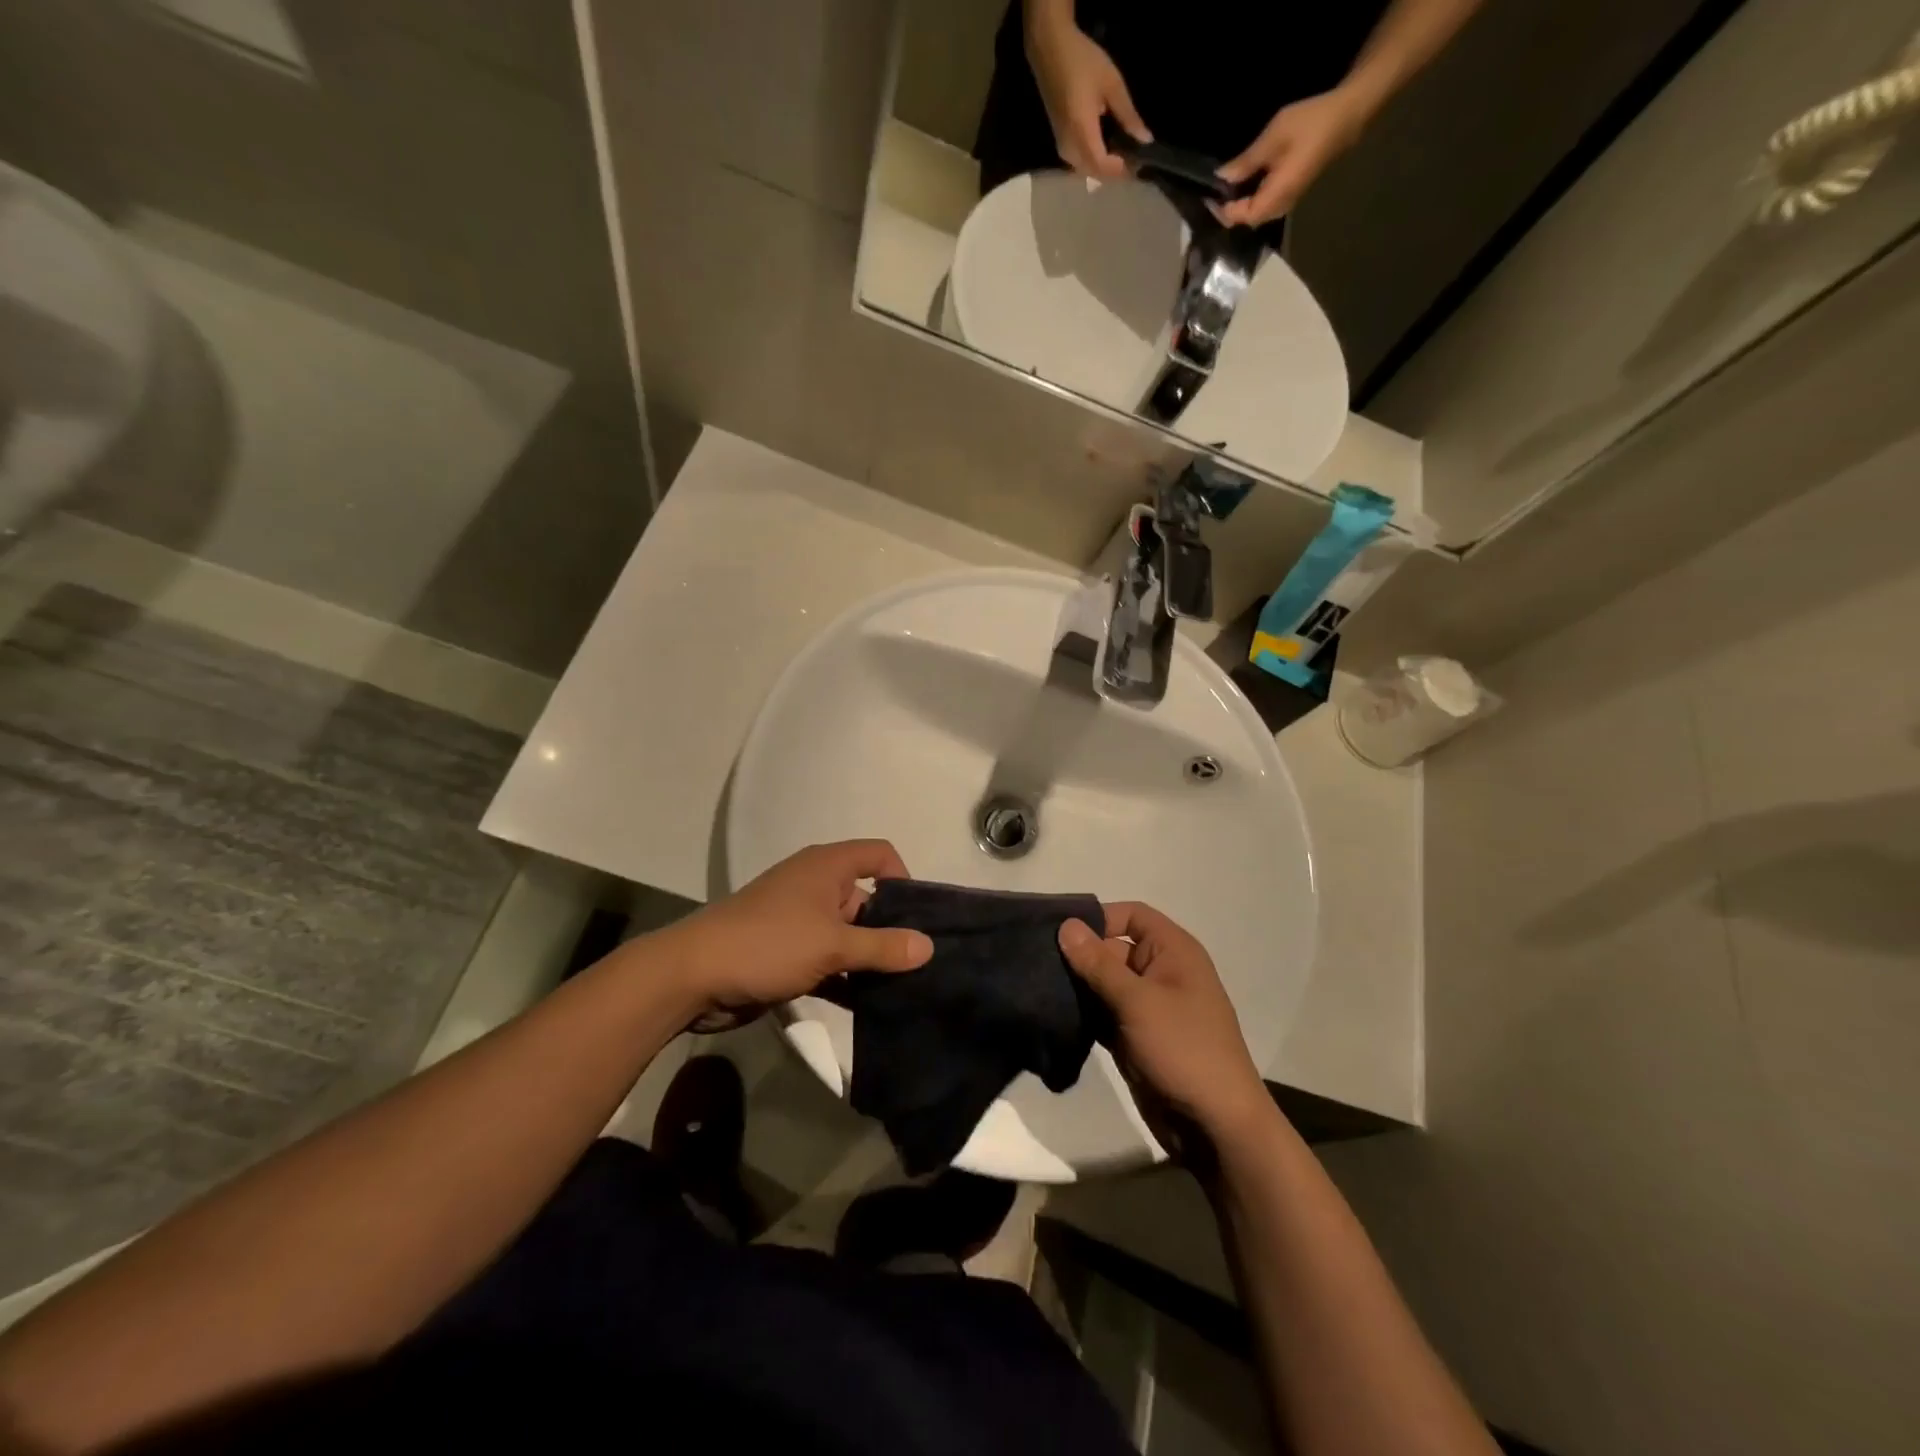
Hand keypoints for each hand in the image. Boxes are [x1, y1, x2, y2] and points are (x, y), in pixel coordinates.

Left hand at [661, 841, 932, 1018]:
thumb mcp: (832, 945)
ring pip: (849, 935)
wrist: (692, 977)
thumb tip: (929, 946)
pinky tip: (870, 1007)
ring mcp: (801, 922)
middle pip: (868, 899)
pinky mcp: (789, 954)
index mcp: (827, 867)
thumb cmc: (768, 944)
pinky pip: (830, 961)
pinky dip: (847, 979)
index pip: (879, 855)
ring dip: (870, 959)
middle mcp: (816, 887)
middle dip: (892, 929)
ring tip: (905, 989)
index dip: (903, 879)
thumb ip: (883, 946)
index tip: (918, 917)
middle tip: (921, 964)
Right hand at [1024, 16, 1150, 179]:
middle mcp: (1070, 147)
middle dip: (1113, 172)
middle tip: (1134, 162)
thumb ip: (1128, 115)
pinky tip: (1106, 150)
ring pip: (1086, 170)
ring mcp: (1062, 147)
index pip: (1103, 166)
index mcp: (1083, 132)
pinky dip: (1094, 162)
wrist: (1049, 50)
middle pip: (1094, 173)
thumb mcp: (1112, 84)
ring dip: (1103, 168)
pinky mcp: (1060, 143)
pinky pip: (1079, 163)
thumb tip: (1145, 140)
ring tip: (1122, 156)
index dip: (1121, 171)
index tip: (1139, 166)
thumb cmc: (1082, 61)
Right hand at [1059, 903, 1269, 1143]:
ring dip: (1077, 986)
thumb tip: (1066, 925)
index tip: (1058, 932)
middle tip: (1036, 962)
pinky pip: (1104, 1013)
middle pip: (1113, 948)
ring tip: (1037, 987)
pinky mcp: (1135, 1037)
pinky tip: (1053, 1016)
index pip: (1130, 915)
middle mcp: (1161, 972)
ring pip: (1104, 983)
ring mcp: (1148, 1007)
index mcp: (1173, 952)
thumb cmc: (1184, 1049)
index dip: (1098, 918)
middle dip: (1079, 955)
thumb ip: (1098, 962)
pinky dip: (1083, 1014)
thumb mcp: (1138, 1001)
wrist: (1215, 1126)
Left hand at [1215, 88, 1368, 227]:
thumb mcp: (1273, 138)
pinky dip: (1251, 198)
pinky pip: (1265, 203)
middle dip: (1228, 211)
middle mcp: (1281, 207)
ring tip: (1224, 190)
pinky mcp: (1292, 192)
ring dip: (1239, 205)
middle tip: (1212, 194)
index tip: (1208, 196)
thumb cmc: (1310, 123)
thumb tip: (1222, 178)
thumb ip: (1246, 162)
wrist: (1348, 113)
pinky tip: (1243, 184)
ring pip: (1256, 213)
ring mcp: (1288, 201)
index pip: (1241, 217)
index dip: (1222, 211)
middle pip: (1248, 220)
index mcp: (1275, 198)